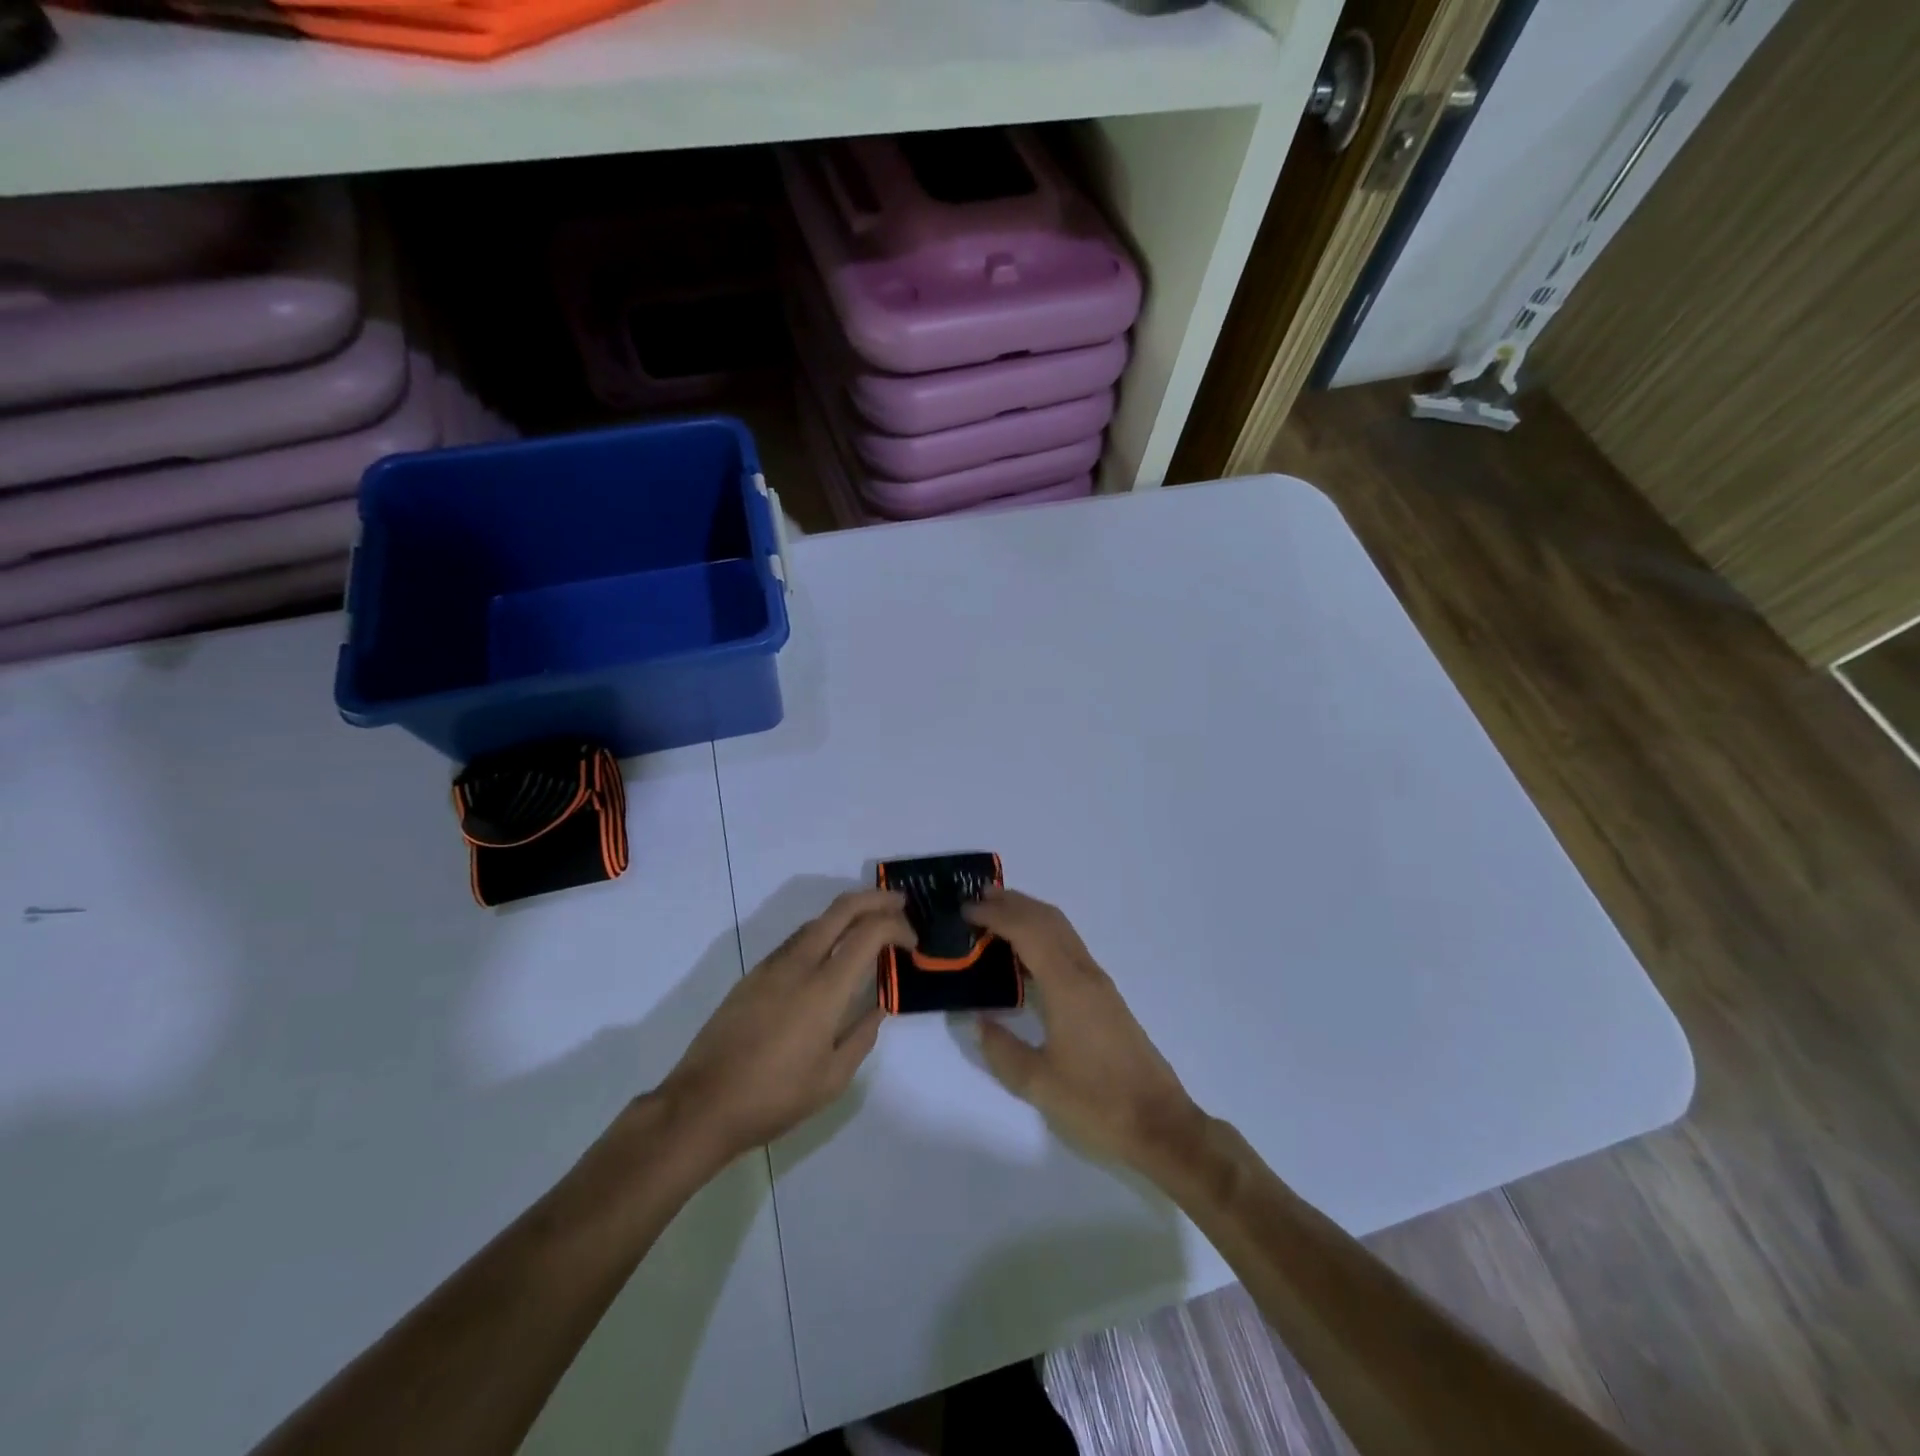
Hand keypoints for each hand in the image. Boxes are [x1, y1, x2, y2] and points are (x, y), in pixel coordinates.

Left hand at [660, 889, 913, 1165]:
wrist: (702, 1104)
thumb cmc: (775, 1097)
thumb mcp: (832, 1078)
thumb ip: (862, 1036)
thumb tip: (878, 1007)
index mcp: (825, 988)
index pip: (869, 933)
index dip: (897, 927)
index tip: (912, 943)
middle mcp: (799, 964)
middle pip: (841, 909)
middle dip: (875, 899)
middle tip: (899, 904)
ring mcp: (772, 966)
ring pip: (816, 921)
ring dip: (847, 913)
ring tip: (869, 925)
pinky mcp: (753, 975)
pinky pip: (797, 940)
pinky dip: (823, 932)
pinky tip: (830, 953)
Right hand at [963, 889, 1205, 1175]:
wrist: (1159, 1124)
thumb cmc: (1097, 1103)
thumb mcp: (1038, 1083)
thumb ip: (1002, 1049)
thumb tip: (978, 1020)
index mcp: (1067, 986)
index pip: (1027, 931)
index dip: (996, 914)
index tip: (964, 910)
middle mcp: (1085, 974)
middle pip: (1048, 919)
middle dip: (1012, 903)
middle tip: (976, 900)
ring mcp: (1099, 984)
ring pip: (1062, 930)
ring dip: (1029, 915)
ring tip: (996, 916)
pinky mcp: (1105, 997)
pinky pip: (1069, 947)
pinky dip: (1043, 934)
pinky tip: (1027, 954)